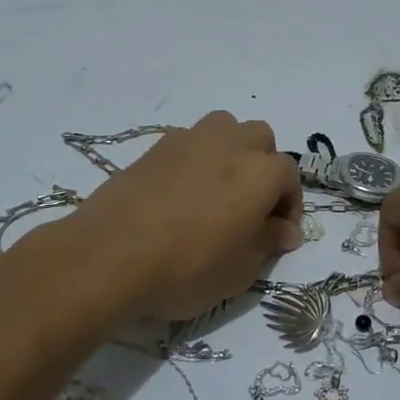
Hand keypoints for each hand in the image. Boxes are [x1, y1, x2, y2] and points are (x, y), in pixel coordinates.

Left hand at [58, 111, 303, 321]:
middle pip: (261, 139)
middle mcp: (230, 144)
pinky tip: (182, 193)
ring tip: (219, 189)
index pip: (289, 176)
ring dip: (231, 151)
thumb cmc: (187, 268)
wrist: (109, 256)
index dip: (289, 205)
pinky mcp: (154, 148)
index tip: (279, 236)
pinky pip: (189, 143)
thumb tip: (284, 230)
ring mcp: (189, 140)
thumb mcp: (240, 270)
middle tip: (252, 206)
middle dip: (264, 167)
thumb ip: (268, 242)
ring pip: (225, 128)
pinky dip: (196, 159)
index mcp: (260, 172)